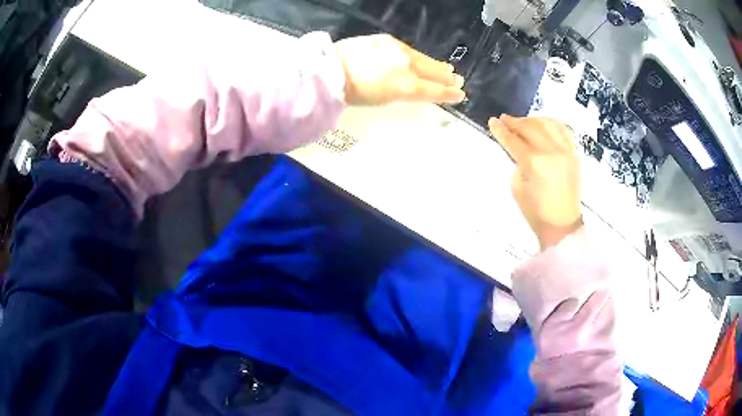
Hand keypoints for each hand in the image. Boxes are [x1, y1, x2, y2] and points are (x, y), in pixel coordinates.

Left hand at [335, 34, 465, 105]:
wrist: (332, 69)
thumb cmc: (354, 93)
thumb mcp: (382, 101)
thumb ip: (403, 93)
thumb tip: (415, 89)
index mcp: (408, 86)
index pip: (434, 90)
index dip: (449, 94)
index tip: (460, 95)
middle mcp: (409, 66)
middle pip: (433, 72)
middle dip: (446, 77)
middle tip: (458, 80)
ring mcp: (399, 51)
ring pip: (423, 59)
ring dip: (436, 65)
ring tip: (446, 69)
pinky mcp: (388, 41)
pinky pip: (409, 50)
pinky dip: (417, 56)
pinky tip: (419, 58)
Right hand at [488, 115, 581, 249]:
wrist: (562, 224)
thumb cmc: (536, 212)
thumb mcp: (517, 188)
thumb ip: (516, 163)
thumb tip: (516, 147)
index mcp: (534, 163)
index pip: (514, 141)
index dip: (501, 130)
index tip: (492, 121)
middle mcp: (551, 152)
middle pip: (529, 128)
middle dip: (514, 122)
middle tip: (504, 119)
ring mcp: (565, 151)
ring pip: (547, 124)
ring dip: (532, 120)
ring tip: (522, 122)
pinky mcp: (573, 153)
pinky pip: (563, 130)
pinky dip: (551, 123)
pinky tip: (543, 124)